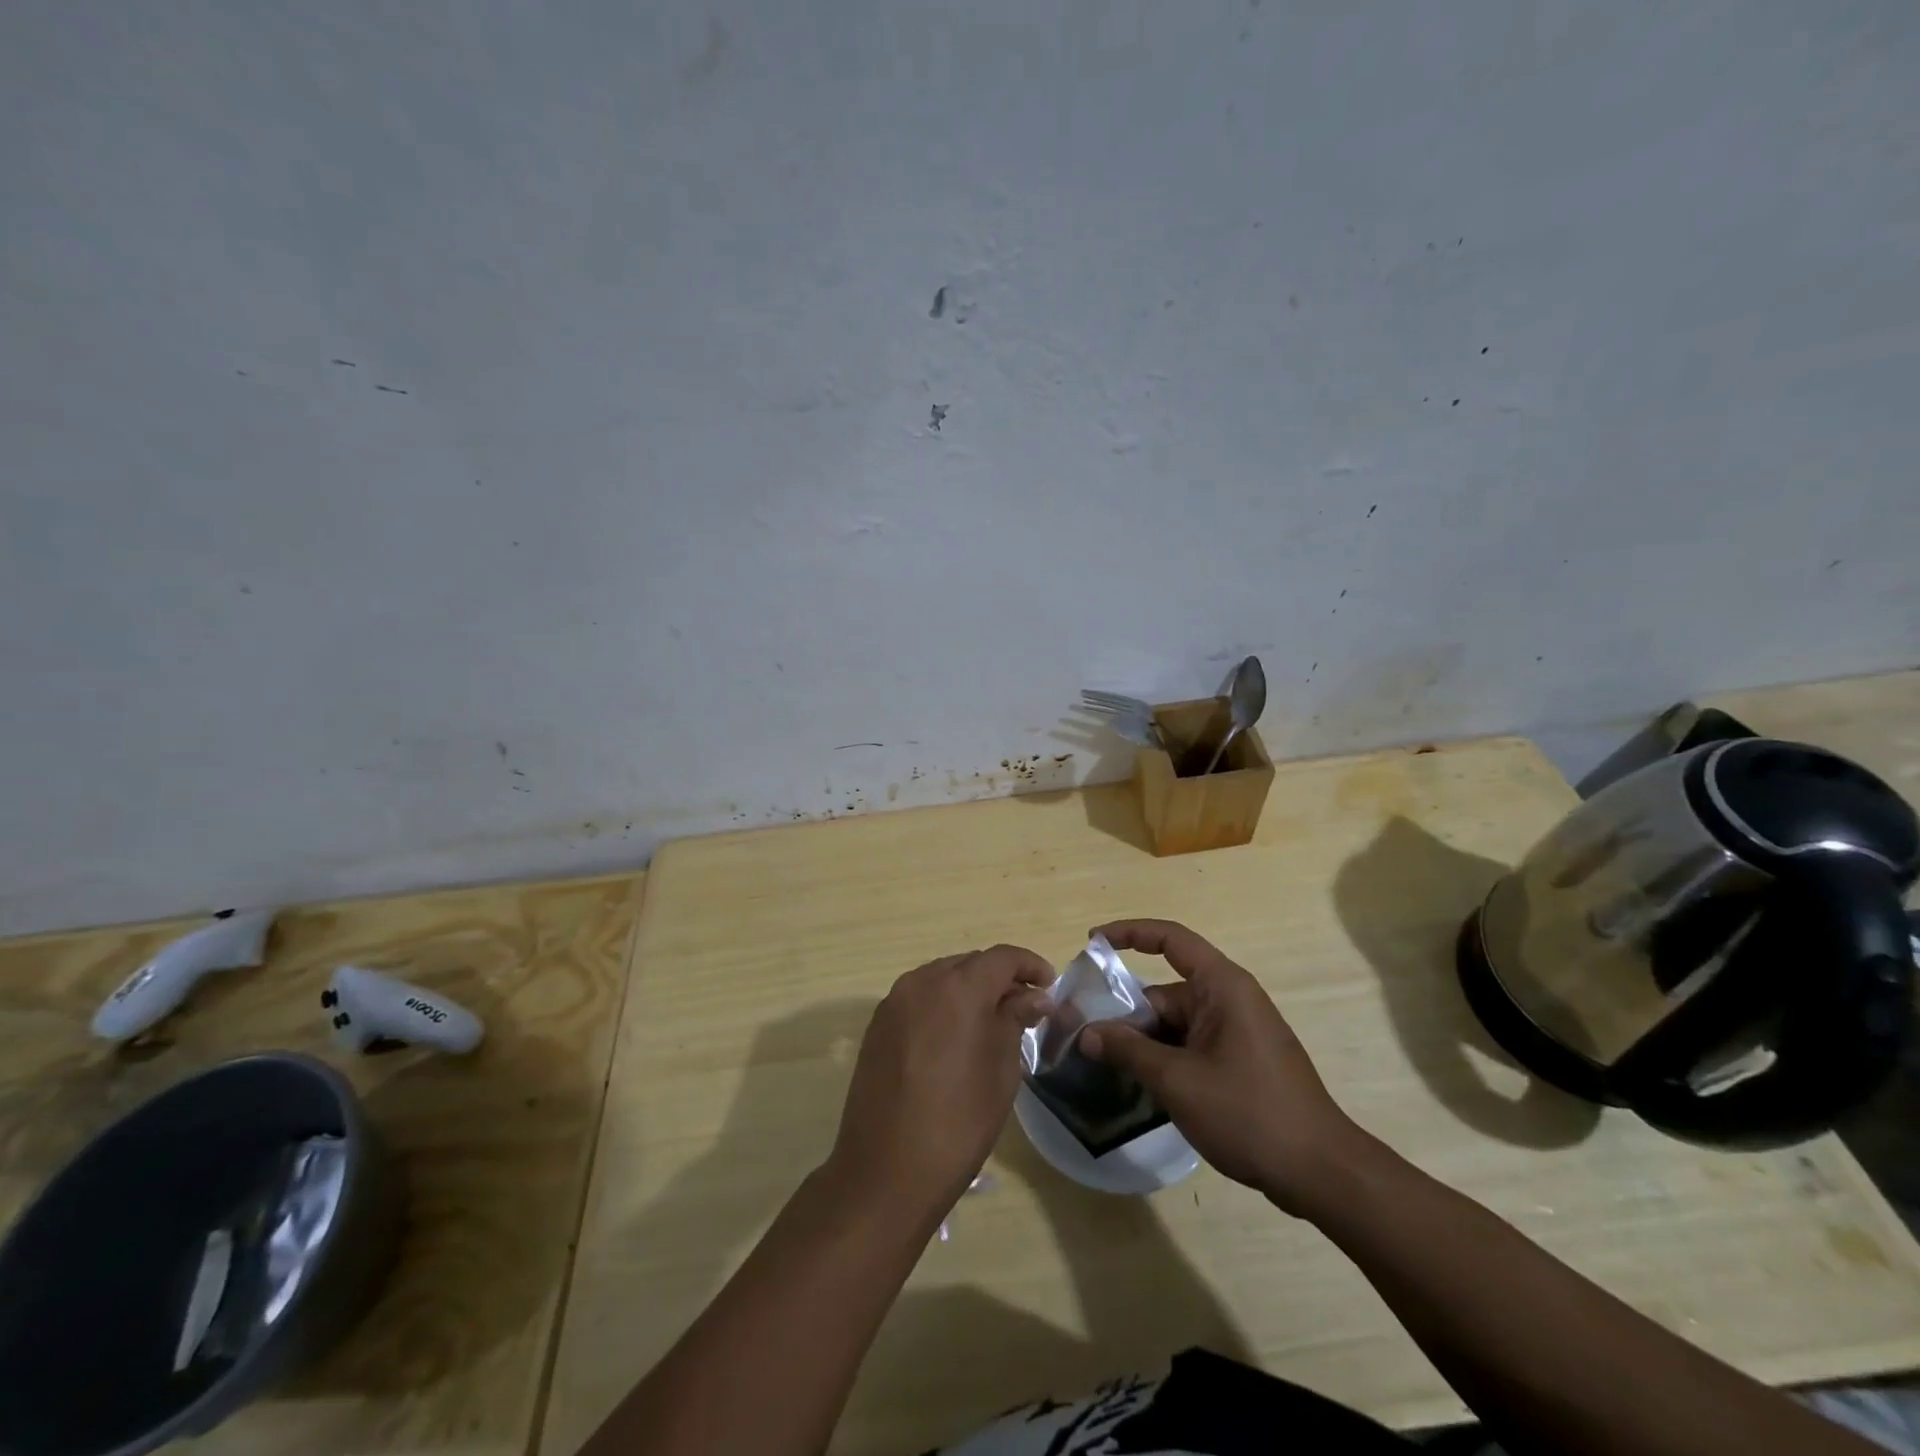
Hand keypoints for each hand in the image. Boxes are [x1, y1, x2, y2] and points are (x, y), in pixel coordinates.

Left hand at [825, 945, 1053, 1222]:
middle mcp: (923, 981)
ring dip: (969, 989)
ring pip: (942, 977)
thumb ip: (1015, 1020)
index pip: (1002, 957)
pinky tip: (954, 1036)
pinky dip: (942, 1004)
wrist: (886, 1170)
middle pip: (970, 963)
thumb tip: (1033, 996)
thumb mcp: (1001, 1070)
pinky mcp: (878, 1024)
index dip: (1030, 965)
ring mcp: (895, 1001)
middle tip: (1024, 1008)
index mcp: (959, 988)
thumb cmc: (958, 1122)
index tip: (1050, 986)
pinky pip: (919, 998)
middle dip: (999, 977)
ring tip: (990, 1022)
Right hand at [1079, 919, 1362, 1216]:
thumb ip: (1128, 1051)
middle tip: (1085, 1039)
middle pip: (1165, 992)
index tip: (1093, 943)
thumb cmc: (1249, 1113)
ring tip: (1103, 1067)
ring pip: (1175, 1024)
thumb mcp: (1178, 1081)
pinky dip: (1165, 1059)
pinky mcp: (1240, 1061)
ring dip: (1144, 1043)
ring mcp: (1237, 1032)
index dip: (1129, 933)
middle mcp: (1230, 1000)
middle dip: (1127, 1013)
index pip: (1170, 939)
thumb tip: (1086, 1034)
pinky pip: (1191, 1046)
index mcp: (1222, 986)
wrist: (1320, 1172)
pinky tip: (1140, 1087)